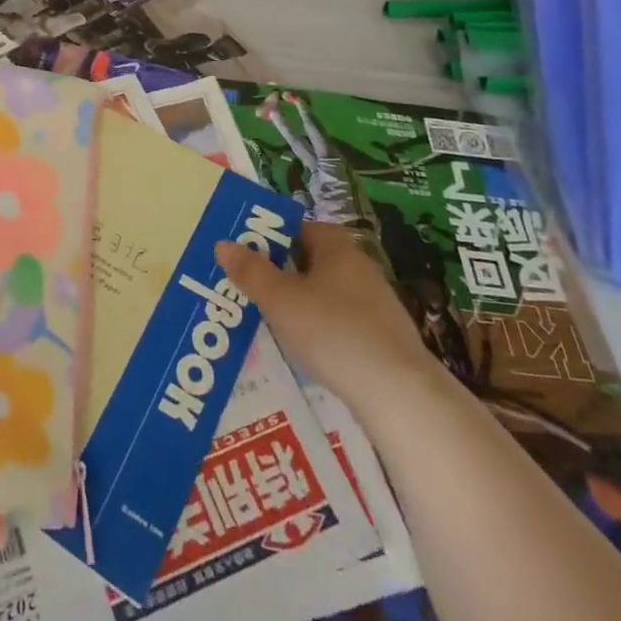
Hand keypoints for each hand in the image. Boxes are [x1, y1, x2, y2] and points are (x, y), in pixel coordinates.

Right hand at [218, 223, 437, 404]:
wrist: (398, 393)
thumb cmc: (332, 331)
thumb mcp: (280, 299)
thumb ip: (250, 271)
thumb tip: (223, 244)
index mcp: (337, 246)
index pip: (298, 228)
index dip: (269, 237)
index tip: (244, 256)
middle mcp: (359, 266)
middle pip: (311, 260)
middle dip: (280, 273)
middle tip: (249, 288)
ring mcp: (376, 303)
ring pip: (326, 293)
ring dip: (299, 303)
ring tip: (270, 321)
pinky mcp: (384, 338)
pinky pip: (341, 322)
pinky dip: (320, 329)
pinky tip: (305, 350)